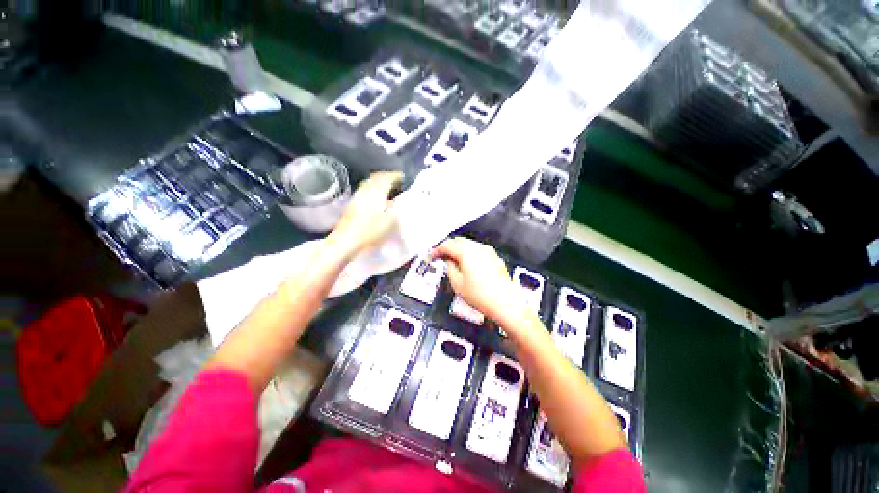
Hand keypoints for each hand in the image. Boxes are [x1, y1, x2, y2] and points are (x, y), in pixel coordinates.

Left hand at [328, 171, 401, 258]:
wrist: (346, 240)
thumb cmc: (370, 231)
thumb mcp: (390, 221)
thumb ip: (397, 208)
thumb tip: (401, 200)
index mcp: (376, 192)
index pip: (387, 178)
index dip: (395, 176)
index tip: (403, 177)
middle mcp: (365, 190)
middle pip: (376, 177)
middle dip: (386, 176)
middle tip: (395, 180)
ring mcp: (357, 196)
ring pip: (369, 183)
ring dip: (378, 182)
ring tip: (386, 187)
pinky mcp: (351, 203)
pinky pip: (364, 190)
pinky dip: (372, 189)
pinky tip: (375, 197)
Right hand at [432, 237, 521, 326]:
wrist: (505, 303)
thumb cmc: (480, 295)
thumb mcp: (457, 284)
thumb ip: (450, 268)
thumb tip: (449, 260)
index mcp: (466, 252)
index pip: (447, 245)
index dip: (437, 250)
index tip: (431, 257)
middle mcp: (478, 247)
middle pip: (458, 241)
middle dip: (448, 248)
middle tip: (440, 257)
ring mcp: (488, 251)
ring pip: (468, 244)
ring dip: (458, 250)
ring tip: (452, 261)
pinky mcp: (494, 257)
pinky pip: (477, 250)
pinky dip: (468, 253)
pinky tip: (466, 264)